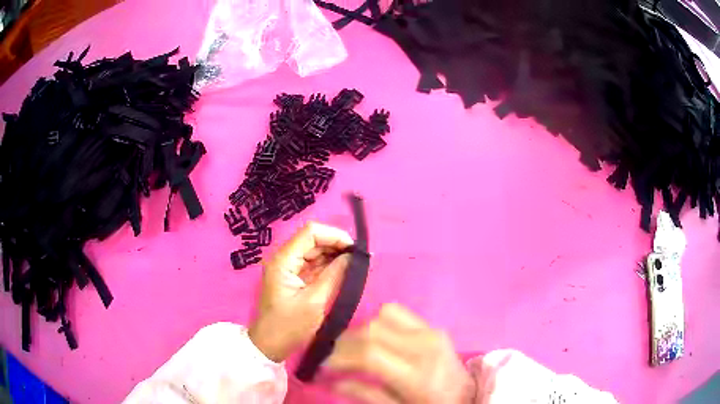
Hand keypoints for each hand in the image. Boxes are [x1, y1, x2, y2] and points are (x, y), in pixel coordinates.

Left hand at [248, 222, 353, 361]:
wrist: (270, 344)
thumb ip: (334, 276)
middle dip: (337, 245)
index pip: (310, 233)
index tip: (354, 250)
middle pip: (313, 239)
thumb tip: (353, 257)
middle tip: (359, 259)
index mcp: (283, 261)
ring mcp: (288, 267)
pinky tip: (344, 271)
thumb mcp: (315, 302)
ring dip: (335, 255)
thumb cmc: (289, 326)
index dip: (334, 235)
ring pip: (315, 251)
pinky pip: (313, 264)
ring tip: (355, 265)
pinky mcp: (293, 277)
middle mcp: (284, 258)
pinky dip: (329, 265)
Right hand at [328, 303, 475, 403]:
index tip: (323, 365)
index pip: (370, 354)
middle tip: (333, 357)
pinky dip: (379, 321)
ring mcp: (431, 332)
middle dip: (345, 342)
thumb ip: (367, 395)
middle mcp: (424, 346)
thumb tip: (333, 382)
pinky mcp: (433, 326)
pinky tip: (376, 339)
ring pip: (383, 315)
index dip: (340, 356)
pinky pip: (398, 312)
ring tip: (354, 349)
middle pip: (372, 330)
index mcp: (417, 374)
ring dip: (362, 330)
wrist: (467, 396)